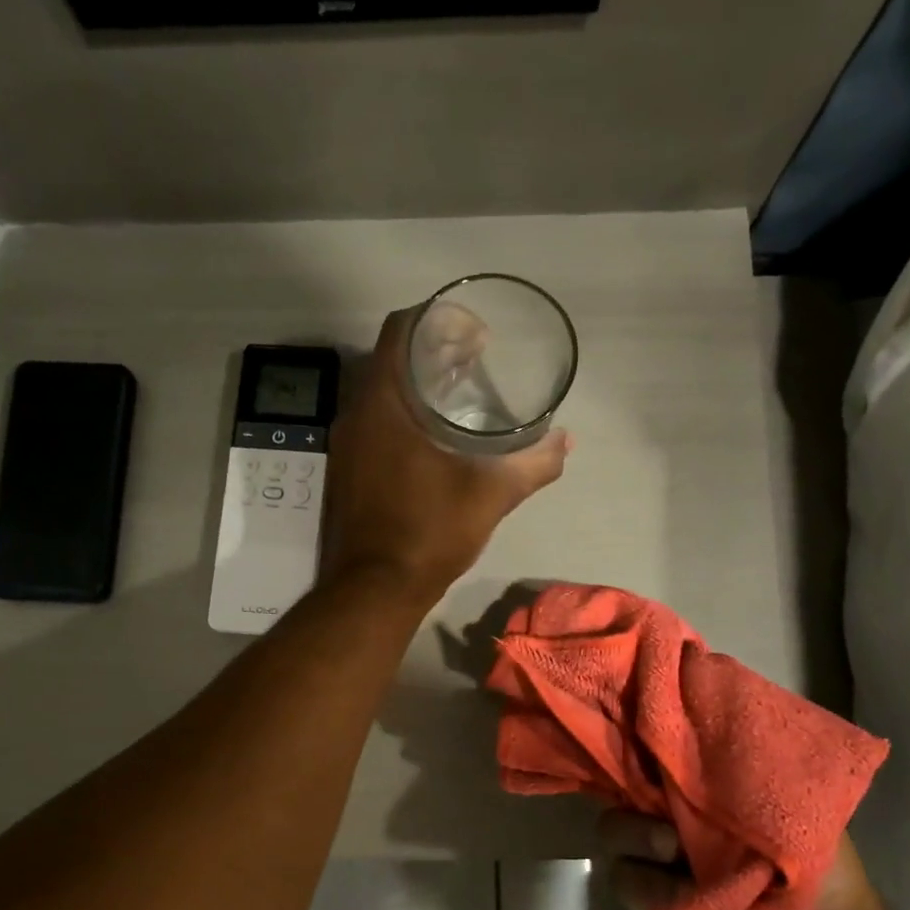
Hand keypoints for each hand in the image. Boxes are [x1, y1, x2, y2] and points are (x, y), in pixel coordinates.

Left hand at [322, 310, 569, 604]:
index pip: (400, 330)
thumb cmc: (428, 533)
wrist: (373, 590)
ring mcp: (345, 445)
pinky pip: (374, 423)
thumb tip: (564, 443)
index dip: (436, 318)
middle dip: (433, 351)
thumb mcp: (490, 496)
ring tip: (461, 392)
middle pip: (391, 359)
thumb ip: (532, 465)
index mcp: (383, 404)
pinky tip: (433, 437)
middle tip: (476, 357)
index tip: (472, 329)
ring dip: (417, 385)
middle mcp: (355, 415)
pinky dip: (403, 415)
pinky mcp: (346, 471)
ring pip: (381, 394)